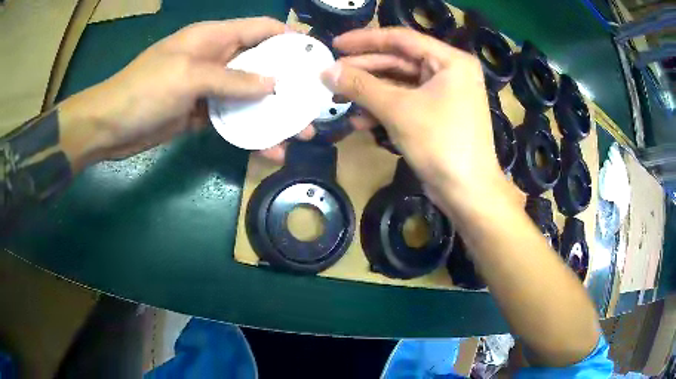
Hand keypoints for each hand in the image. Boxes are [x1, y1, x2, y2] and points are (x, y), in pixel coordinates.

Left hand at [58, 17, 313, 170]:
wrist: (110, 127)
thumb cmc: (144, 90)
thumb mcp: (189, 77)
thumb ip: (232, 80)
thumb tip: (275, 84)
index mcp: (214, 37)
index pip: (261, 29)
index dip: (289, 39)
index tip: (314, 58)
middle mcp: (216, 58)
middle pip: (260, 65)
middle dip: (288, 82)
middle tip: (315, 104)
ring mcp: (209, 88)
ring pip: (249, 96)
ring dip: (272, 113)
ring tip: (300, 133)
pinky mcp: (202, 113)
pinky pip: (232, 119)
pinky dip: (250, 132)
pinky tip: (268, 148)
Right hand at [321, 28, 503, 204]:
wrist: (468, 192)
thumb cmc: (441, 143)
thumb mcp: (398, 110)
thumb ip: (360, 86)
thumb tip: (326, 71)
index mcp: (450, 61)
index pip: (401, 39)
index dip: (365, 40)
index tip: (335, 44)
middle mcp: (449, 72)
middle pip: (399, 61)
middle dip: (364, 69)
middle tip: (331, 74)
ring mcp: (444, 94)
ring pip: (399, 83)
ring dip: (369, 92)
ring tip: (338, 97)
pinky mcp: (437, 114)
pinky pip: (406, 102)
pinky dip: (383, 109)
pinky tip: (359, 120)